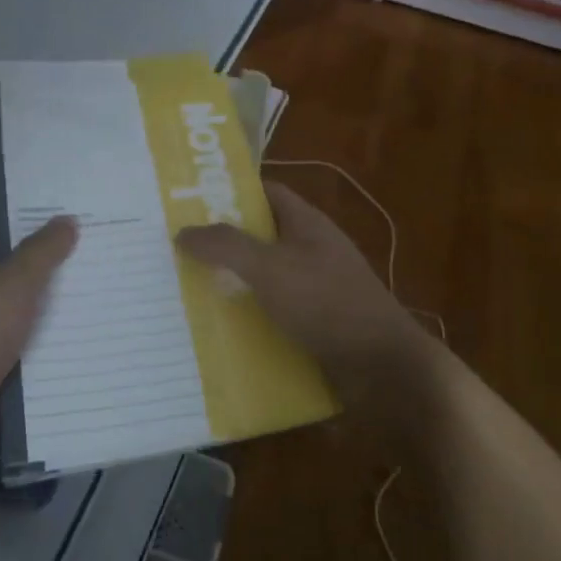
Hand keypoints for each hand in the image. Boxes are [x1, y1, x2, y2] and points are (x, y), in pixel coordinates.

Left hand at [0, 218, 77, 488]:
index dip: (4, 232)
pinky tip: (92, 353)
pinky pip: (31, 369)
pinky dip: (55, 364)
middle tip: (90, 264)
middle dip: (43, 276)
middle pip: (6, 284)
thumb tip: (66, 220)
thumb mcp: (9, 285)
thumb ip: (40, 253)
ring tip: (103, 305)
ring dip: (56, 322)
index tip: (46, 229)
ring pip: (23, 328)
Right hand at [176, 182, 427, 411]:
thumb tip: (183, 231)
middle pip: (261, 236)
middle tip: (177, 249)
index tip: (190, 201)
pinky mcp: (316, 324)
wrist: (383, 368)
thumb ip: (226, 246)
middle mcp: (312, 250)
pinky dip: (249, 317)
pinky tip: (219, 330)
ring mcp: (316, 288)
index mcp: (307, 224)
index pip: (266, 192)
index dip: (231, 191)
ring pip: (265, 277)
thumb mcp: (270, 268)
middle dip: (223, 242)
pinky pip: (274, 312)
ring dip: (232, 283)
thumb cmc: (327, 303)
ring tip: (186, 290)